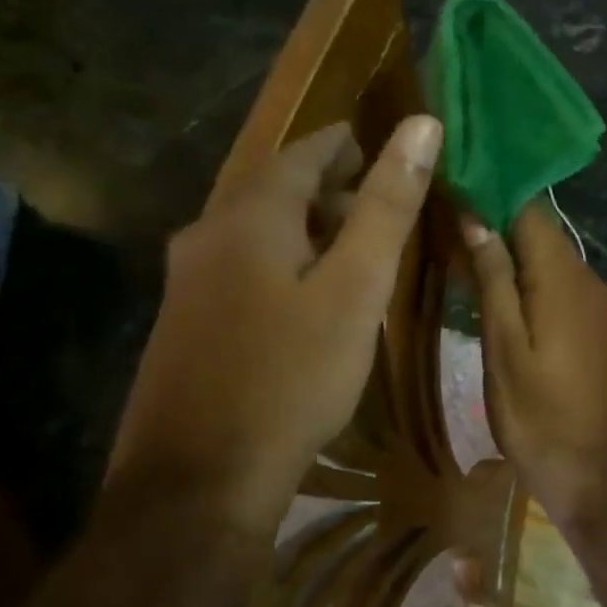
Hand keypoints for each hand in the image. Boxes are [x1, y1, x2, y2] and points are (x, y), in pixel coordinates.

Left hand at [109, 116, 441, 521]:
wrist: (201, 480)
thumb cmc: (293, 377)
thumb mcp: (355, 289)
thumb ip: (387, 207)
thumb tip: (421, 126)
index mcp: (248, 217)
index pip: (301, 154)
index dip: (344, 144)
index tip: (380, 146)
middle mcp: (206, 235)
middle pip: (274, 189)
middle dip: (327, 185)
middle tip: (379, 197)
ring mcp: (187, 281)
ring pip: (256, 229)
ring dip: (306, 223)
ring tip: (354, 241)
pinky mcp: (185, 323)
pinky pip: (241, 265)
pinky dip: (283, 258)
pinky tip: (309, 293)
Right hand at [463, 205, 606, 529]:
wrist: (593, 470)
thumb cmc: (539, 415)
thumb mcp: (504, 348)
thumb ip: (494, 279)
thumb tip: (476, 217)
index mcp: (563, 278)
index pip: (530, 209)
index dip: (491, 190)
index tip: (451, 180)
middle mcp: (587, 279)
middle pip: (540, 231)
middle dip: (495, 218)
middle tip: (442, 216)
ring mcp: (595, 302)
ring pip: (548, 257)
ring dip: (508, 249)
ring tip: (457, 246)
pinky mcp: (594, 324)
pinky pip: (558, 283)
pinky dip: (527, 277)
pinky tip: (494, 287)